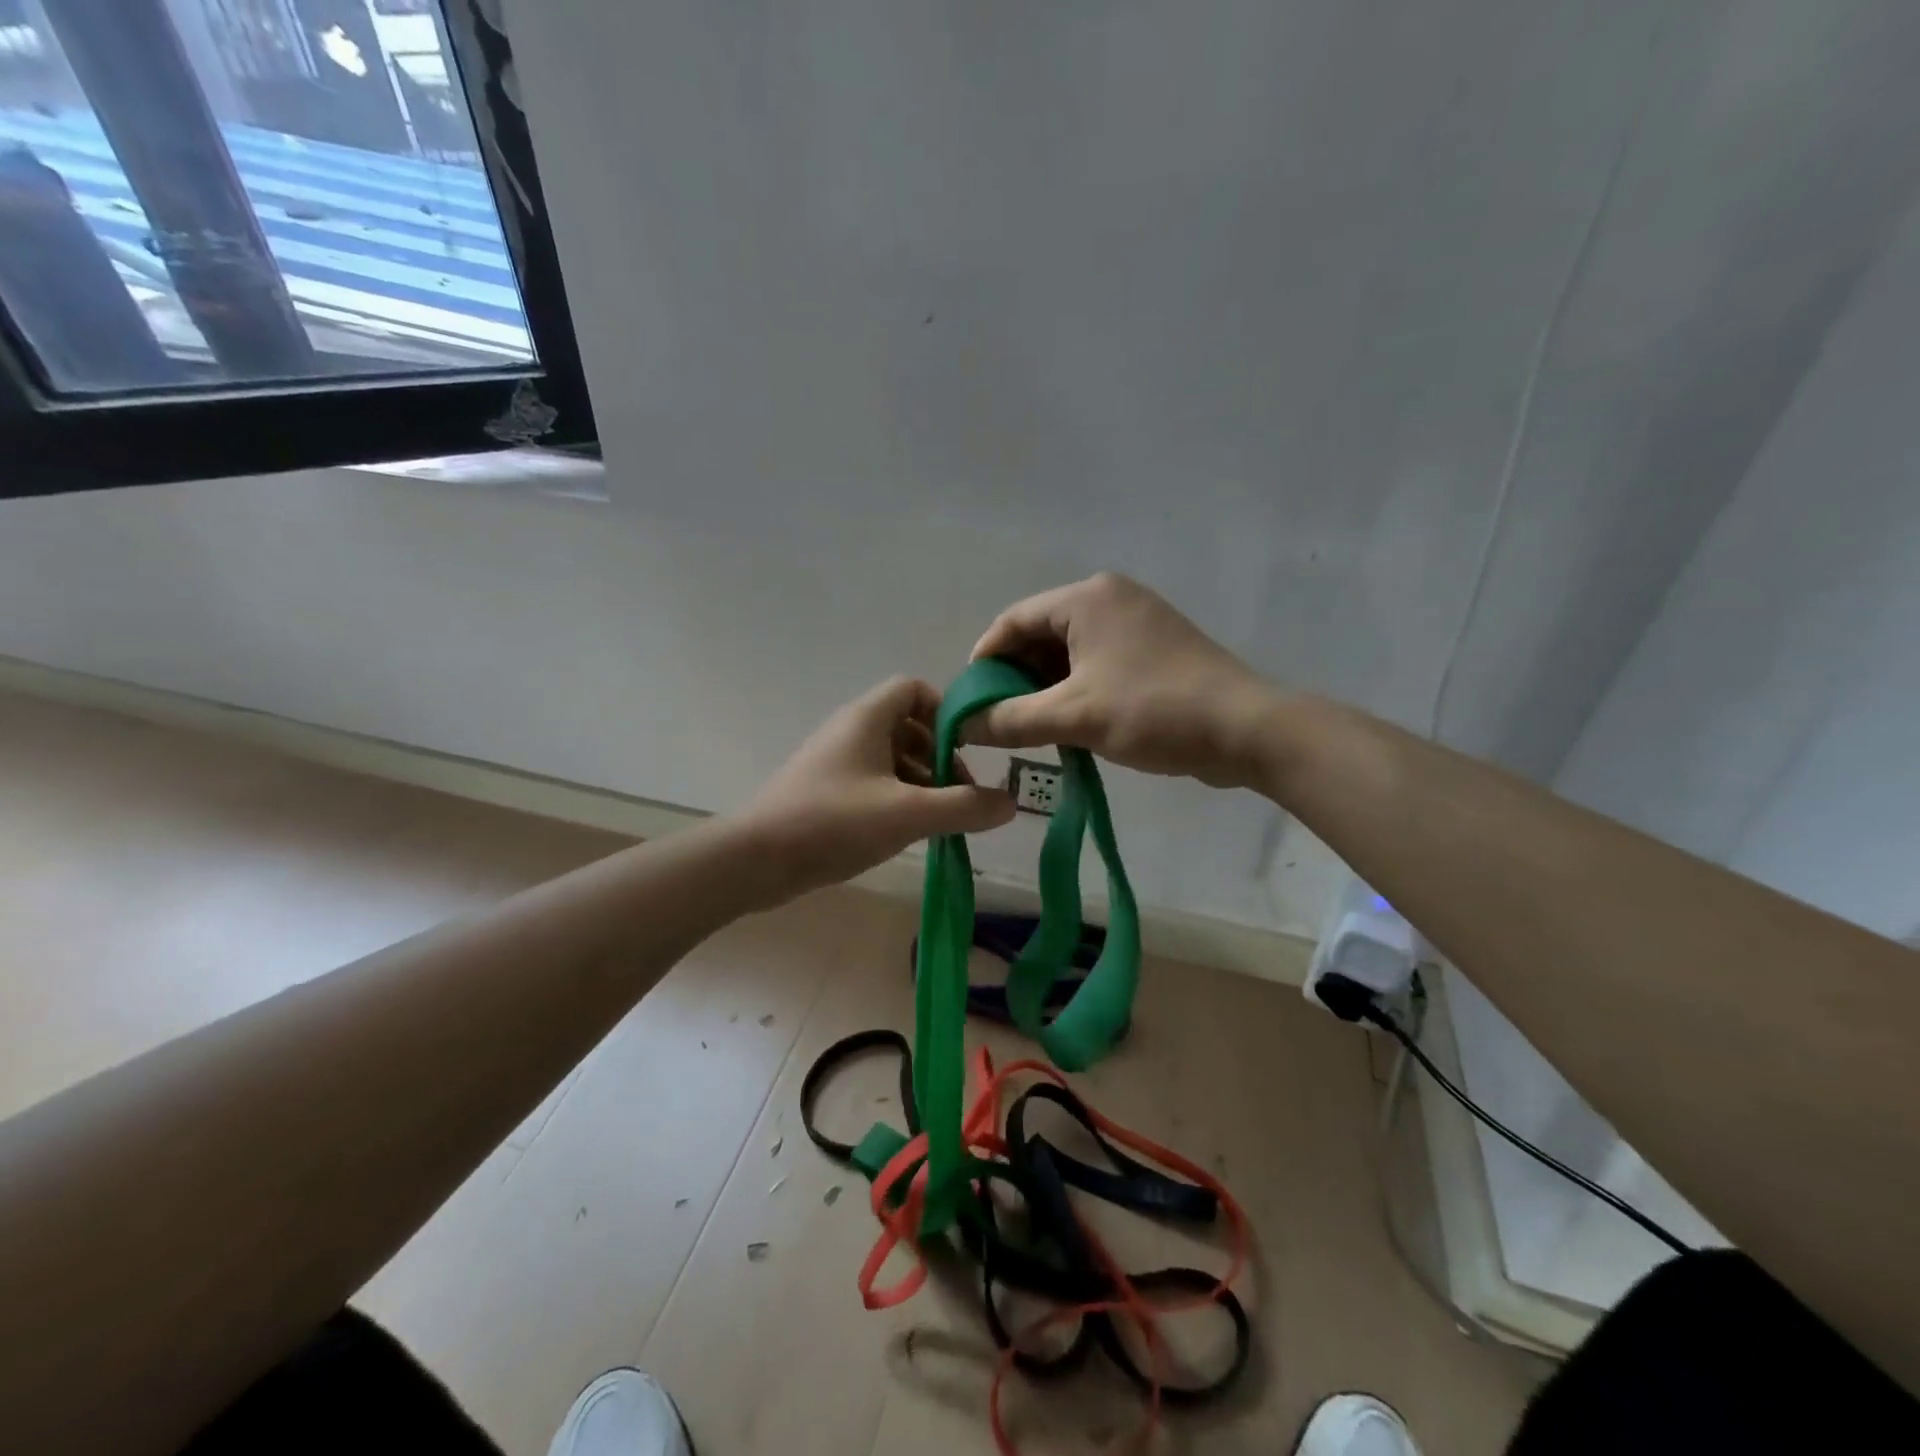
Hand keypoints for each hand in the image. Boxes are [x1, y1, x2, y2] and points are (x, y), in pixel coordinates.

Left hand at [739, 676, 1015, 901]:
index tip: (966, 749)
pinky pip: (872, 783)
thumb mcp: (909, 814)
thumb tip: (1010, 803)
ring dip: (920, 783)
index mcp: (868, 718)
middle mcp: (850, 731)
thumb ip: (964, 807)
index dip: (945, 712)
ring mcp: (835, 762)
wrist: (756, 859)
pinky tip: (906, 833)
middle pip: (908, 727)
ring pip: (891, 759)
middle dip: (939, 757)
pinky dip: (896, 799)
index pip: (915, 690)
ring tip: (939, 821)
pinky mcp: (825, 792)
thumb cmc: (834, 822)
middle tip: (958, 795)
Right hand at [966, 573, 1277, 788]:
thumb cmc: (1153, 711)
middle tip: (998, 719)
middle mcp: (1110, 599)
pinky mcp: (1155, 649)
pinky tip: (1068, 724)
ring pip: (1069, 652)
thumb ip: (1009, 719)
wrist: (1246, 730)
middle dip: (1015, 677)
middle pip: (1040, 634)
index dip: (984, 660)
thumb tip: (961, 726)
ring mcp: (1136, 623)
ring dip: (1045, 687)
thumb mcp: (1073, 717)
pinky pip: (1097, 662)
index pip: (1013, 621)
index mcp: (1087, 599)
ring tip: (1030, 727)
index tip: (970, 701)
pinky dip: (1075, 688)